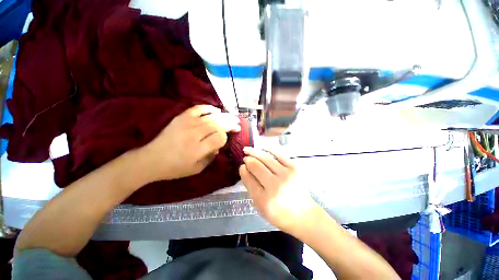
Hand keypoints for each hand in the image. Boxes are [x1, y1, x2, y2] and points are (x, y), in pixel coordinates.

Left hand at [140, 105, 239, 181]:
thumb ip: (211, 157)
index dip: (226, 137)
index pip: (220, 138)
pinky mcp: (181, 118)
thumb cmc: (175, 168)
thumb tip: (219, 145)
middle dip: (230, 124)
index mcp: (198, 149)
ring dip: (224, 116)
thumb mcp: (197, 169)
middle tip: (238, 124)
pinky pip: (197, 109)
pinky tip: (217, 110)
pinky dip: (209, 108)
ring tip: (233, 116)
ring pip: (211, 117)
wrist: (151, 159)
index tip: (227, 138)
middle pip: (218, 125)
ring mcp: (187, 124)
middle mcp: (194, 134)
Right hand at [239, 147, 318, 232]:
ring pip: (265, 158)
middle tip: (245, 158)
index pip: (249, 179)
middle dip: (248, 160)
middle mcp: (275, 185)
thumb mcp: (260, 206)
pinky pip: (279, 154)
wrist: (303, 215)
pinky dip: (269, 149)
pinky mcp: (294, 168)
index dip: (243, 170)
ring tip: (248, 149)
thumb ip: (251, 187)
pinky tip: (262, 147)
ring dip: (254, 152)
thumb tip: (244, 169)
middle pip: (256, 166)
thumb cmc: (279, 214)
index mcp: (264, 199)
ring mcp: (286, 175)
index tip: (242, 166)